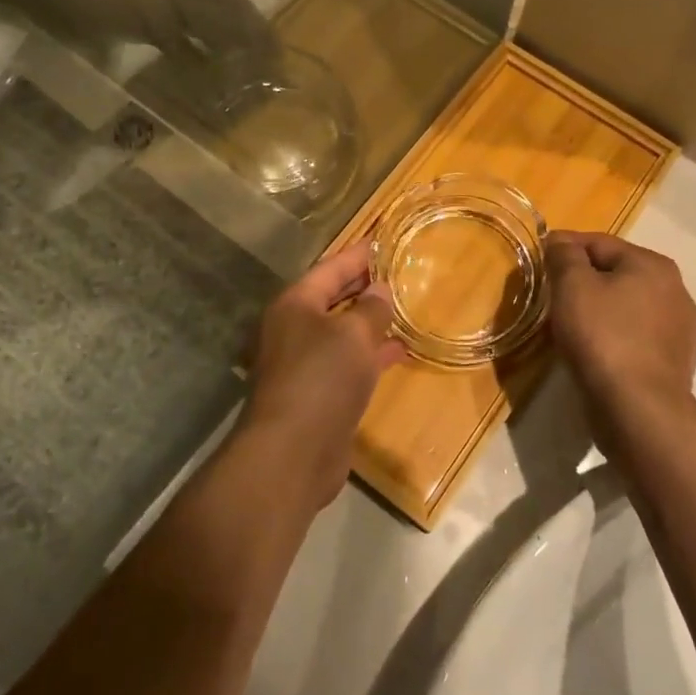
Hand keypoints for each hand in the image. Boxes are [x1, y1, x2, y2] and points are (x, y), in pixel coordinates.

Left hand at [239, 241, 405, 509]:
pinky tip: (398, 352)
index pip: (330, 268)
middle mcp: (294, 329)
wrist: (292, 453)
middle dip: (364, 286)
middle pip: (333, 298)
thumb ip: (371, 309)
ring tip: (403, 308)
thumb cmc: (322, 379)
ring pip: (342, 332)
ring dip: (370, 322)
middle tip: (397, 272)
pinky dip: (371, 355)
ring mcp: (304, 363)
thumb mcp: (353, 335)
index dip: (358, 254)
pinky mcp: (317, 394)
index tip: (383, 241)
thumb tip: (379, 291)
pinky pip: (348, 362)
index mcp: (295, 305)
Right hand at [547, 231, 695, 424]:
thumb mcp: (572, 286)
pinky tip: (594, 351)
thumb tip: (560, 241)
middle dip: (583, 280)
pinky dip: (613, 336)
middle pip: (615, 273)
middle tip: (551, 295)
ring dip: (599, 309)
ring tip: (569, 326)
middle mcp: (674, 290)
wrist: (638, 409)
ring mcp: (678, 328)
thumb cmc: (602, 337)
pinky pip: (634, 335)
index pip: (599, 242)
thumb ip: (564, 256)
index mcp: (653, 264)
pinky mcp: (673, 361)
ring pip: (625, 306)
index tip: (538, 260)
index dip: (564, 247)